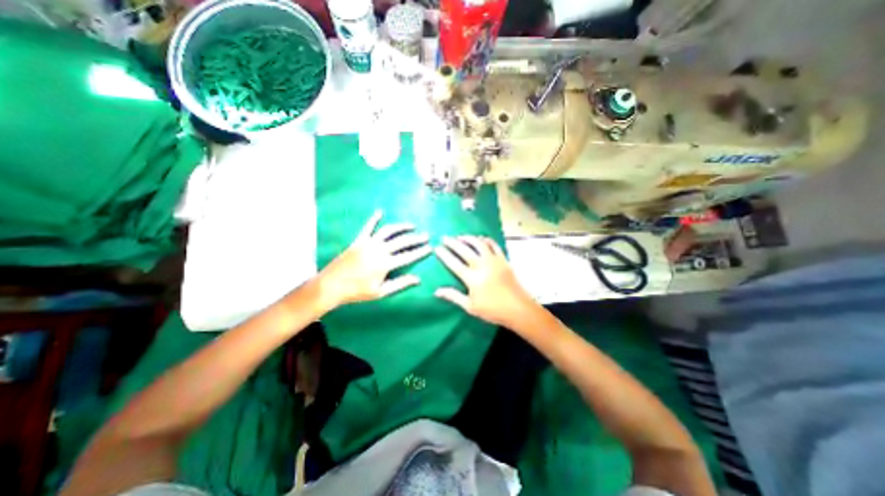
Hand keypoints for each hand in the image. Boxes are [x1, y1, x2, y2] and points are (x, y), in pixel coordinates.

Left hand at [317, 209, 432, 309]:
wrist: (331, 285)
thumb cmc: (357, 291)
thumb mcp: (381, 292)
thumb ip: (400, 284)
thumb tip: (418, 279)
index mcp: (385, 264)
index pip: (408, 256)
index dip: (420, 251)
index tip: (430, 248)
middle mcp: (378, 250)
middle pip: (401, 241)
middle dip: (416, 238)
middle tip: (426, 236)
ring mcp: (368, 243)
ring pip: (388, 231)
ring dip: (401, 227)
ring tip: (412, 225)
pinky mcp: (358, 240)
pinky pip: (368, 227)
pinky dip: (374, 218)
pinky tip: (380, 211)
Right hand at [435, 236, 534, 329]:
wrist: (518, 309)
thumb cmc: (493, 310)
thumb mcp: (470, 306)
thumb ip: (453, 296)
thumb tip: (436, 291)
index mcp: (472, 278)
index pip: (454, 263)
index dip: (444, 254)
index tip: (437, 247)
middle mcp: (482, 265)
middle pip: (464, 250)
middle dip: (453, 242)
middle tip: (445, 238)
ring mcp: (494, 260)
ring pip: (479, 243)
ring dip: (468, 238)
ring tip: (460, 237)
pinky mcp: (503, 259)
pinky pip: (494, 245)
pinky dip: (486, 240)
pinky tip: (481, 239)